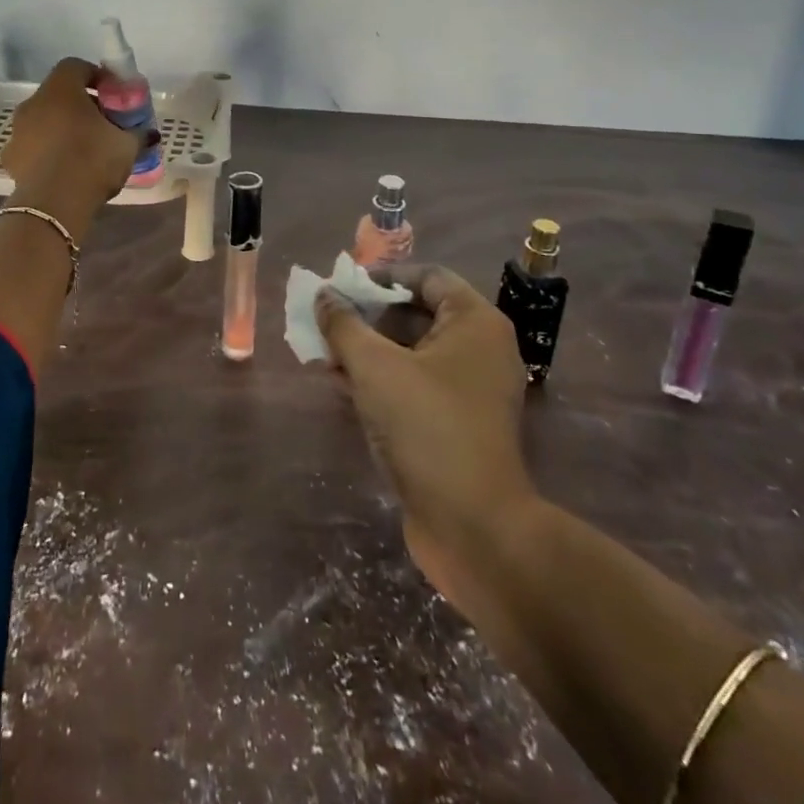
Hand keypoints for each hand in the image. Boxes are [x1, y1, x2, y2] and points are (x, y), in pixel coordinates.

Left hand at [0, 57, 145, 220]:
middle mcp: (33, 103)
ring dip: (60, 129)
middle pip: (58, 94)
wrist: (53, 204)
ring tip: (81, 151)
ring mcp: (17, 131)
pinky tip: (62, 171)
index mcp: (61, 90)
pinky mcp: (10, 158)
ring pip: (42, 120)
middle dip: (79, 105)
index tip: (113, 94)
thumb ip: (138, 134)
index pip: (75, 66)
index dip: (96, 76)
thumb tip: (150, 134)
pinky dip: (45, 153)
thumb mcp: (126, 146)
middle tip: (101, 124)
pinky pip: (31, 147)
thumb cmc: (92, 160)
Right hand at [316, 264, 536, 615]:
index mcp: (475, 323)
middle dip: (367, 315)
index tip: (342, 284)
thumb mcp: (375, 367)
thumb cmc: (428, 427)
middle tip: (326, 319)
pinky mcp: (457, 425)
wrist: (474, 527)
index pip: (427, 277)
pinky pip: (414, 386)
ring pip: (411, 353)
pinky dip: (380, 380)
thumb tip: (323, 296)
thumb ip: (344, 325)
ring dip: (368, 349)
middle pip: (417, 314)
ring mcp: (470, 391)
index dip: (382, 276)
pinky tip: (341, 386)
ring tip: (324, 352)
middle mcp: (479, 350)